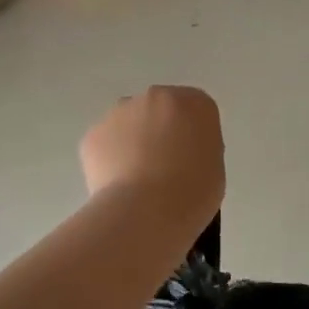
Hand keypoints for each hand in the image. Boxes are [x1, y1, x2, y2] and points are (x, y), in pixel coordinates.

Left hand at [80, 86, 224, 223]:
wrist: (146, 211)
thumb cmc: (192, 192)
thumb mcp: (214, 167)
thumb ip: (198, 148)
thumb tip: (180, 153)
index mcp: (194, 103)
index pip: (196, 110)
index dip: (191, 135)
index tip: (190, 159)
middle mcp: (156, 97)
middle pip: (159, 109)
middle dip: (160, 131)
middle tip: (163, 168)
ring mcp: (120, 112)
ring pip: (128, 123)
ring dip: (132, 142)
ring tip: (137, 181)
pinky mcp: (93, 133)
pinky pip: (106, 143)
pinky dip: (110, 160)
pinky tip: (117, 186)